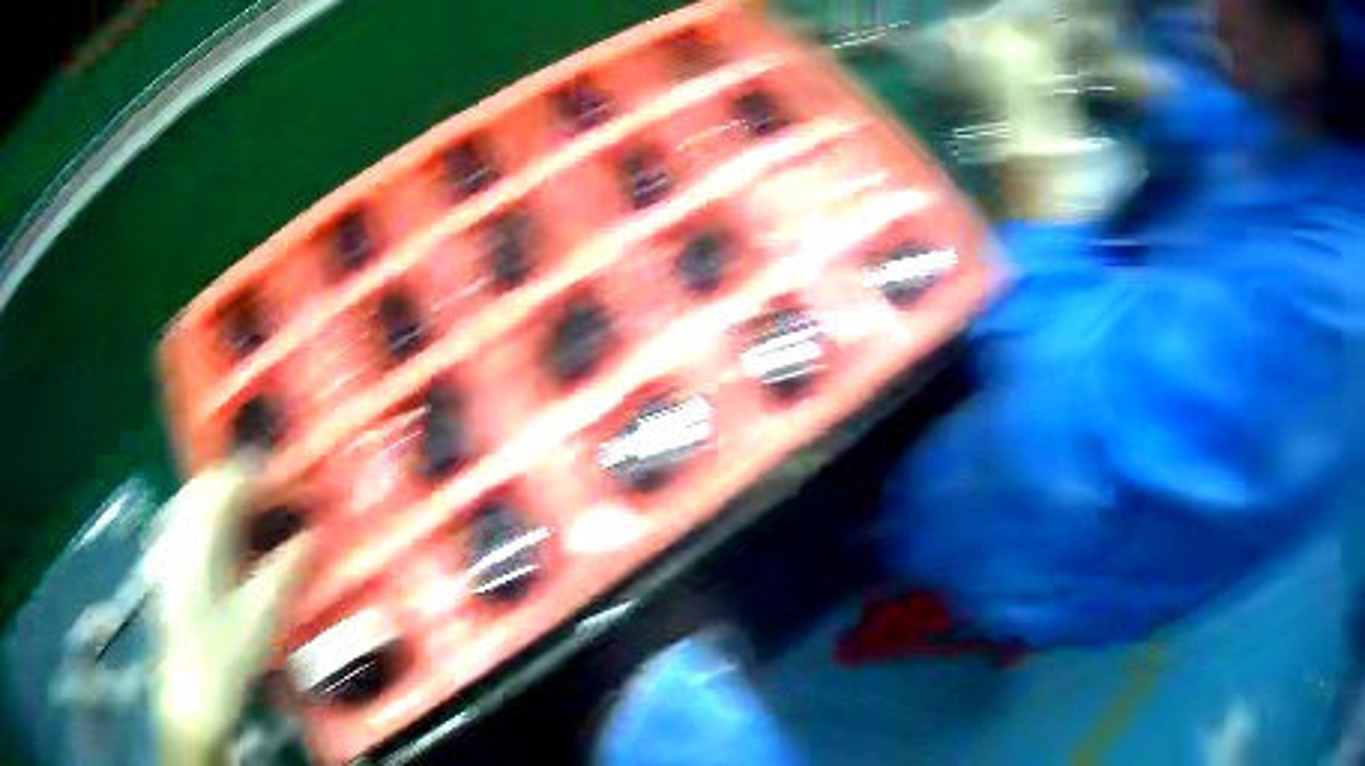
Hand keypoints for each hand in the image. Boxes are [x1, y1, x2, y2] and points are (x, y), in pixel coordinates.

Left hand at [145, 457, 309, 765]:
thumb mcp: (262, 618)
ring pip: (195, 498)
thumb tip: (314, 535)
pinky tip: (226, 544)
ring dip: (227, 497)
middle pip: (208, 481)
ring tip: (258, 518)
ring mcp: (166, 547)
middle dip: (245, 481)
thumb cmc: (224, 659)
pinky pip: (186, 520)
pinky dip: (211, 518)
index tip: (297, 490)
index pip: (229, 479)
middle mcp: (176, 530)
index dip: (266, 475)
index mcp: (197, 536)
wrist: (189, 700)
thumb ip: (287, 570)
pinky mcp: (165, 566)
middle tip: (280, 501)